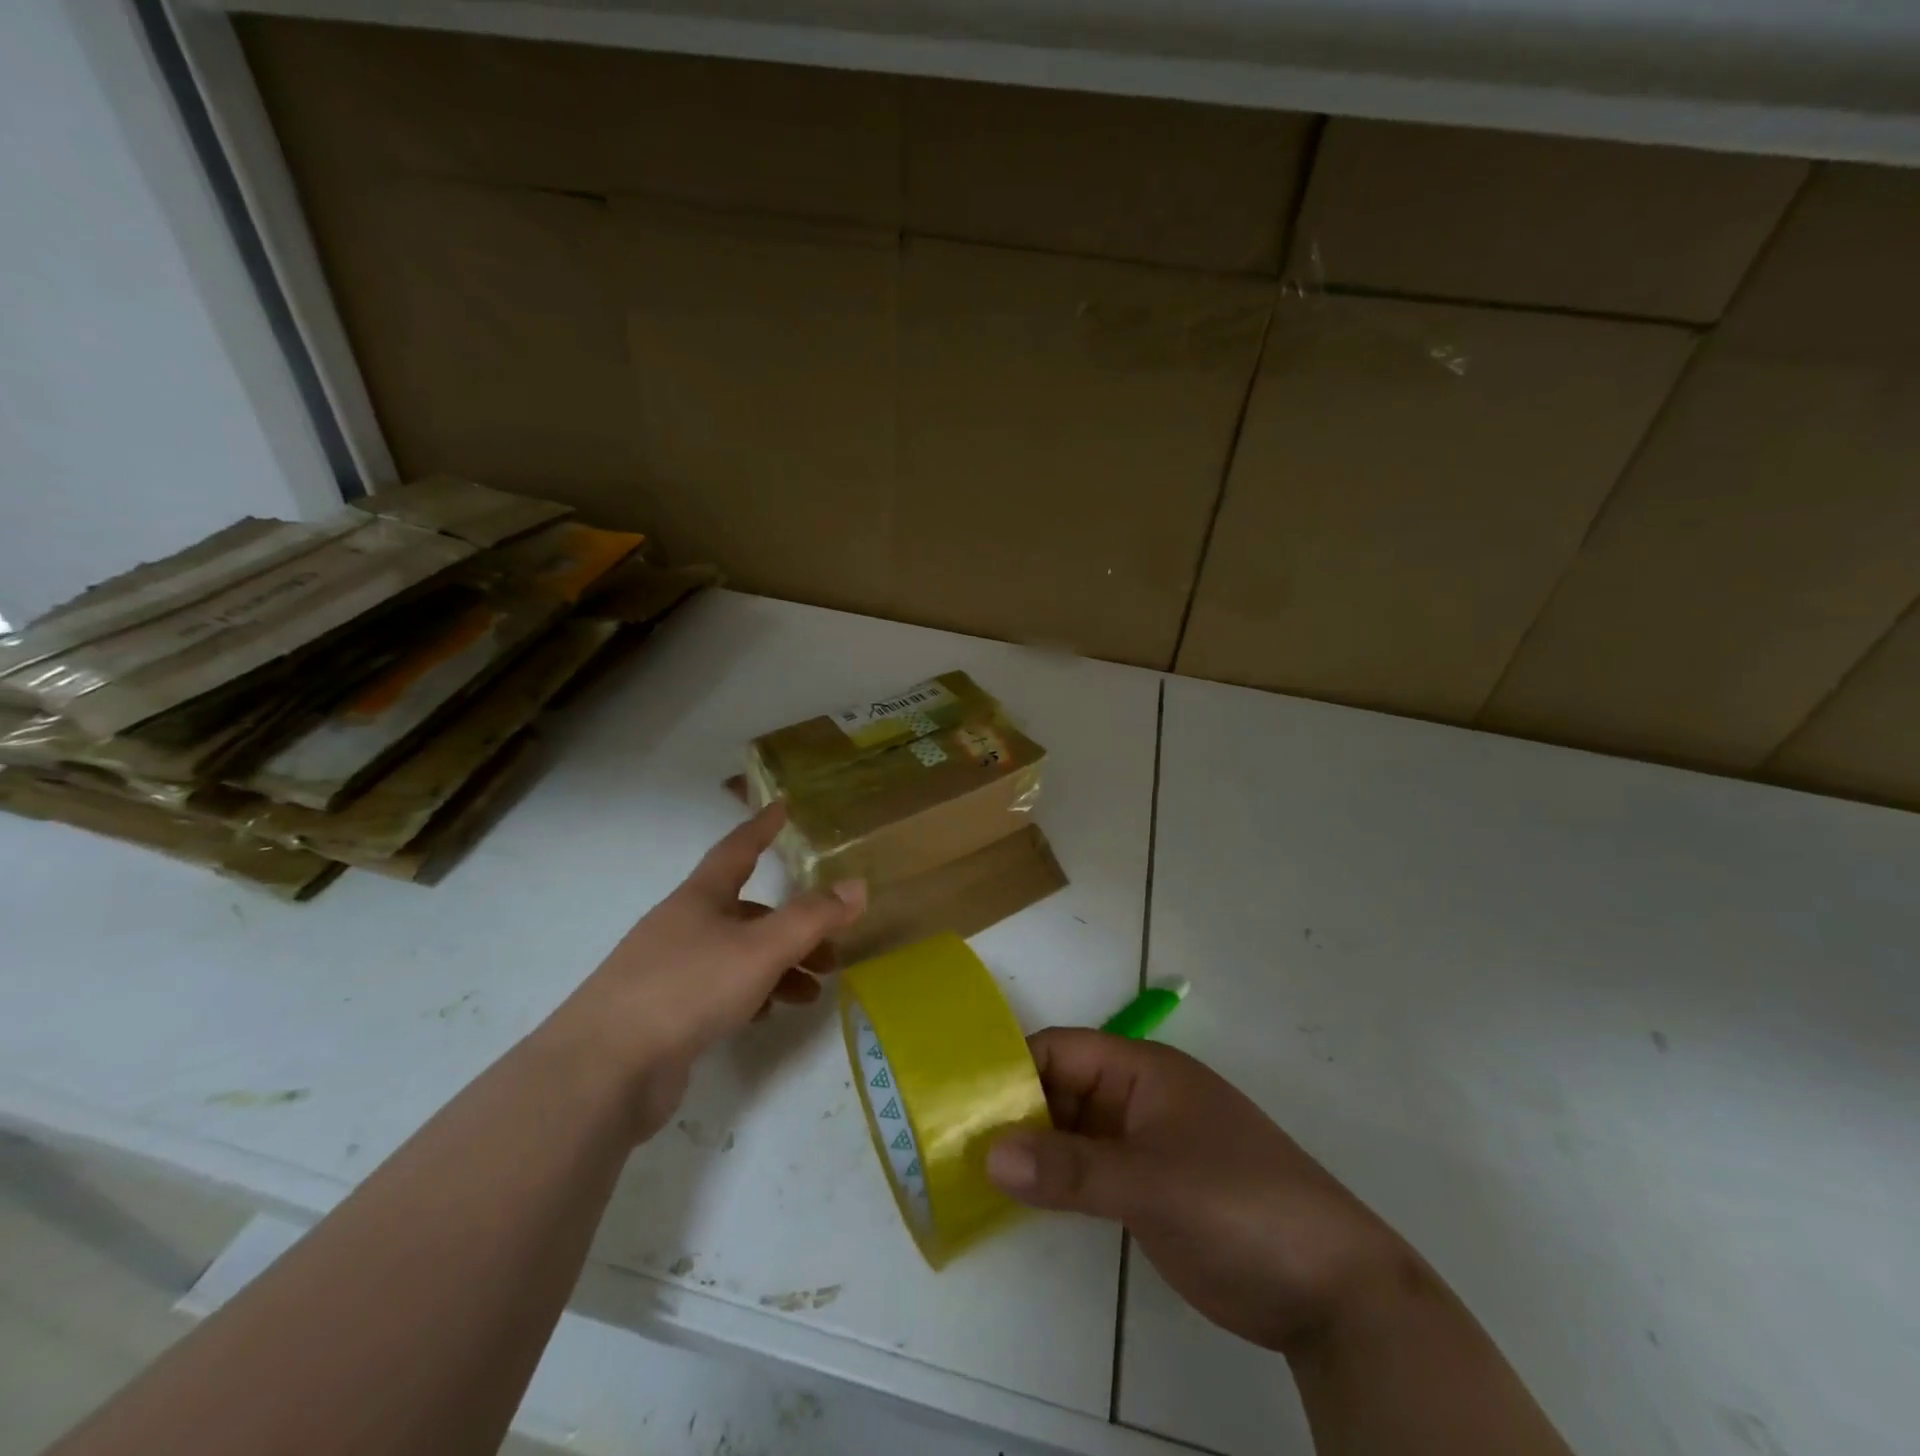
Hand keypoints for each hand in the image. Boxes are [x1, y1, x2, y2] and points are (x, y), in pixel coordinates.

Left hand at [542, 804, 865, 1138]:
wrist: (603, 1071)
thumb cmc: (688, 988)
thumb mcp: (761, 949)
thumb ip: (812, 918)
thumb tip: (857, 886)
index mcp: (700, 898)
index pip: (737, 849)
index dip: (761, 828)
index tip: (782, 807)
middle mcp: (683, 926)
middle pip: (747, 912)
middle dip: (792, 925)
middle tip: (832, 949)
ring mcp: (669, 970)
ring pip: (737, 955)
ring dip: (778, 967)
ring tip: (811, 993)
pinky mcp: (663, 1013)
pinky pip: (719, 990)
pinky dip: (751, 994)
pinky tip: (769, 1014)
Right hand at [986, 1029, 1407, 1354]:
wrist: (1331, 1289)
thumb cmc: (1240, 1205)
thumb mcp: (1151, 1184)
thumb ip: (1070, 1169)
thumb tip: (988, 1154)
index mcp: (1142, 1072)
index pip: (1062, 1051)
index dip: (1013, 1069)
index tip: (963, 1101)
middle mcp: (1138, 1099)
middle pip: (1062, 1090)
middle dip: (1014, 1113)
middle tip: (955, 1144)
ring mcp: (1144, 1145)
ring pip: (1072, 1133)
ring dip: (1031, 1149)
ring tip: (973, 1173)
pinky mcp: (1149, 1189)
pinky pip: (1089, 1172)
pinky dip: (1056, 1181)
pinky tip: (1020, 1200)